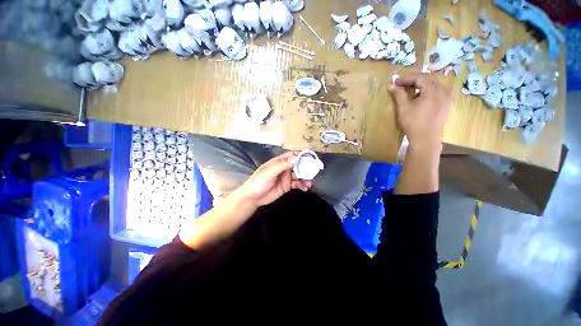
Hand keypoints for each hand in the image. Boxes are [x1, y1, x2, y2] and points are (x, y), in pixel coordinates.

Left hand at [235, 151, 311, 208]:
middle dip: (306, 167)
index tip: (311, 157)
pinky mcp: (287, 186)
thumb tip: (296, 158)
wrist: (252, 198)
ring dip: (305, 177)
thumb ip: (282, 165)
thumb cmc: (258, 182)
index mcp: (279, 161)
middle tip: (314, 171)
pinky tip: (305, 188)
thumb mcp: (269, 172)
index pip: (292, 155)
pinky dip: (302, 185)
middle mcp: (284, 168)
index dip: (301, 155)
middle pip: (298, 165)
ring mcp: (286, 177)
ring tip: (309, 183)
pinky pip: (297, 183)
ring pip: (299, 175)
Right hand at [390, 73, 451, 154]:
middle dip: (416, 78)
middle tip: (404, 83)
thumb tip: (392, 85)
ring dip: (425, 82)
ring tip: (414, 87)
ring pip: (438, 82)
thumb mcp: (403, 109)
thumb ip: (399, 95)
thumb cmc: (413, 124)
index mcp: (432, 91)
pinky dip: (433, 87)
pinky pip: (443, 89)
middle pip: (430, 77)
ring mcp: (447, 97)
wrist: (426, 139)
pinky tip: (426, 93)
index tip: (396, 82)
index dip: (407, 78)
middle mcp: (442, 91)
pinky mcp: (447, 104)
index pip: (420, 78)